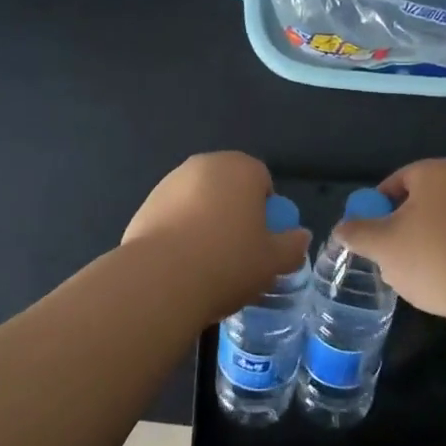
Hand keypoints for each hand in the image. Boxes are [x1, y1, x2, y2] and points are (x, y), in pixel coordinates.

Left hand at [123, 152, 311, 320]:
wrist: (160, 280)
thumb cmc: (227, 262)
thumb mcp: (273, 262)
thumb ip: (292, 246)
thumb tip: (300, 237)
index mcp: (241, 168)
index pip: (262, 179)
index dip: (266, 210)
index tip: (262, 240)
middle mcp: (205, 165)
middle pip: (228, 187)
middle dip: (234, 212)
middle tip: (238, 251)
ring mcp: (170, 182)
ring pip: (199, 201)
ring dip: (205, 221)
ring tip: (206, 263)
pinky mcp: (145, 205)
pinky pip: (173, 216)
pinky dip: (180, 232)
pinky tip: (181, 265)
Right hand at [333, 159, 445, 317]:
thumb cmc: (433, 257)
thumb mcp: (382, 246)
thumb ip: (357, 233)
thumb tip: (342, 228)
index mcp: (434, 171)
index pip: (395, 182)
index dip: (377, 209)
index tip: (371, 237)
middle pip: (420, 200)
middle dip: (402, 227)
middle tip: (390, 256)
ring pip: (443, 220)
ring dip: (427, 241)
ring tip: (417, 273)